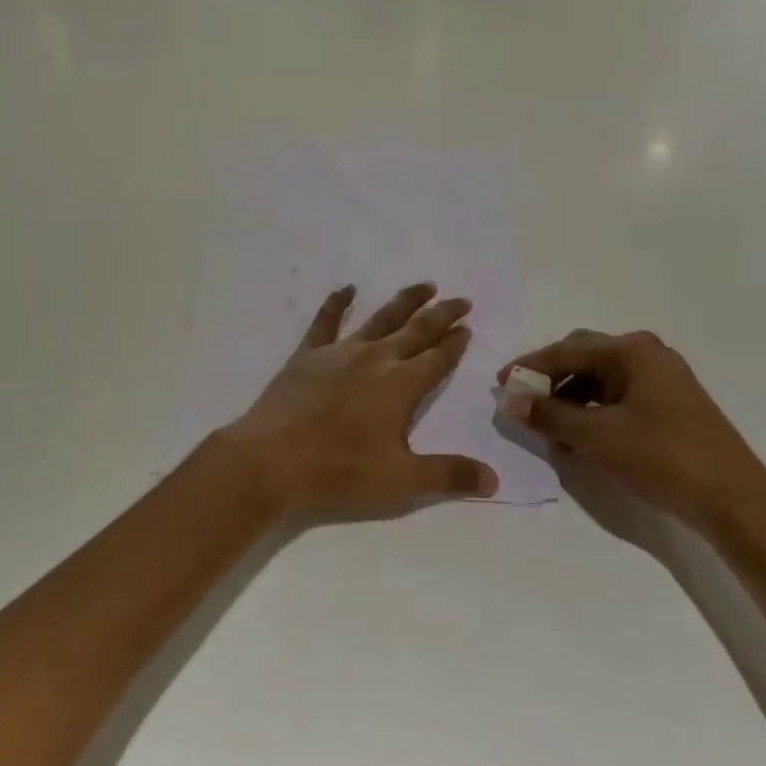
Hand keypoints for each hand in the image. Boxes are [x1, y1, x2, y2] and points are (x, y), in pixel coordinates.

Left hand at [224, 282, 499, 517]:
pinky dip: (337, 303)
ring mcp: (339, 353)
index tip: (468, 328)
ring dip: (404, 302)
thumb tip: (495, 479)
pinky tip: (346, 290)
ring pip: (379, 319)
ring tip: (425, 285)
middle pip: (416, 331)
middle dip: (441, 315)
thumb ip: (448, 475)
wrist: (270, 460)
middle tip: (461, 300)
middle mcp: (375, 360)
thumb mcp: (400, 481)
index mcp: (401, 386)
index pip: (437, 359)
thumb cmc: (339, 472)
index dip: (455, 344)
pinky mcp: (307, 356)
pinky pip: (325, 322)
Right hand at [499, 330, 765, 537]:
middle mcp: (647, 356)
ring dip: (569, 400)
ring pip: (599, 381)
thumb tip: (510, 400)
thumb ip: (549, 415)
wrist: (733, 499)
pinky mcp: (668, 406)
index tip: (499, 384)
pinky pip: (616, 398)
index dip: (529, 367)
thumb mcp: (596, 436)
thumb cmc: (662, 457)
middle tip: (522, 402)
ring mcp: (661, 380)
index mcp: (631, 351)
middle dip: (550, 380)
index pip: (566, 350)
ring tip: (548, 428)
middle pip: (583, 358)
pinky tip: (578, 439)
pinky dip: (591, 413)